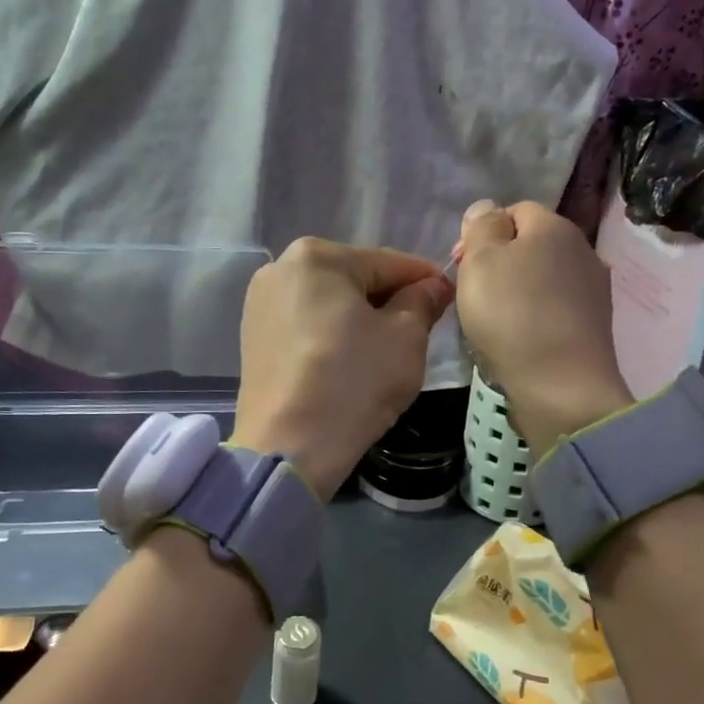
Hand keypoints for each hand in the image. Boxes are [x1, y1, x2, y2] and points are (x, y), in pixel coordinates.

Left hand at [232, 238, 453, 498]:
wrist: (288, 447)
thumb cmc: (353, 381)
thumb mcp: (405, 338)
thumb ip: (422, 301)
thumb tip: (433, 285)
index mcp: (317, 256)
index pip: (388, 262)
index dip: (426, 280)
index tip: (450, 297)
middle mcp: (281, 268)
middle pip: (355, 278)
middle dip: (389, 299)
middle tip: (421, 329)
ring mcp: (260, 302)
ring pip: (329, 301)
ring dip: (360, 317)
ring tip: (385, 349)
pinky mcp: (252, 335)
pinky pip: (306, 323)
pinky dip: (332, 334)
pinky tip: (349, 360)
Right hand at [455, 201, 632, 458]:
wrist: (562, 386)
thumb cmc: (512, 314)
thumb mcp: (481, 260)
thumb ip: (481, 226)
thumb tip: (488, 208)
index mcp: (554, 227)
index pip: (515, 209)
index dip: (483, 230)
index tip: (461, 262)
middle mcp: (581, 250)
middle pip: (530, 244)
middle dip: (498, 261)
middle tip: (471, 292)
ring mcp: (592, 290)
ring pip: (542, 278)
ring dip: (516, 291)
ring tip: (491, 319)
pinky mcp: (593, 325)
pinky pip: (553, 308)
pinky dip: (533, 316)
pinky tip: (518, 338)